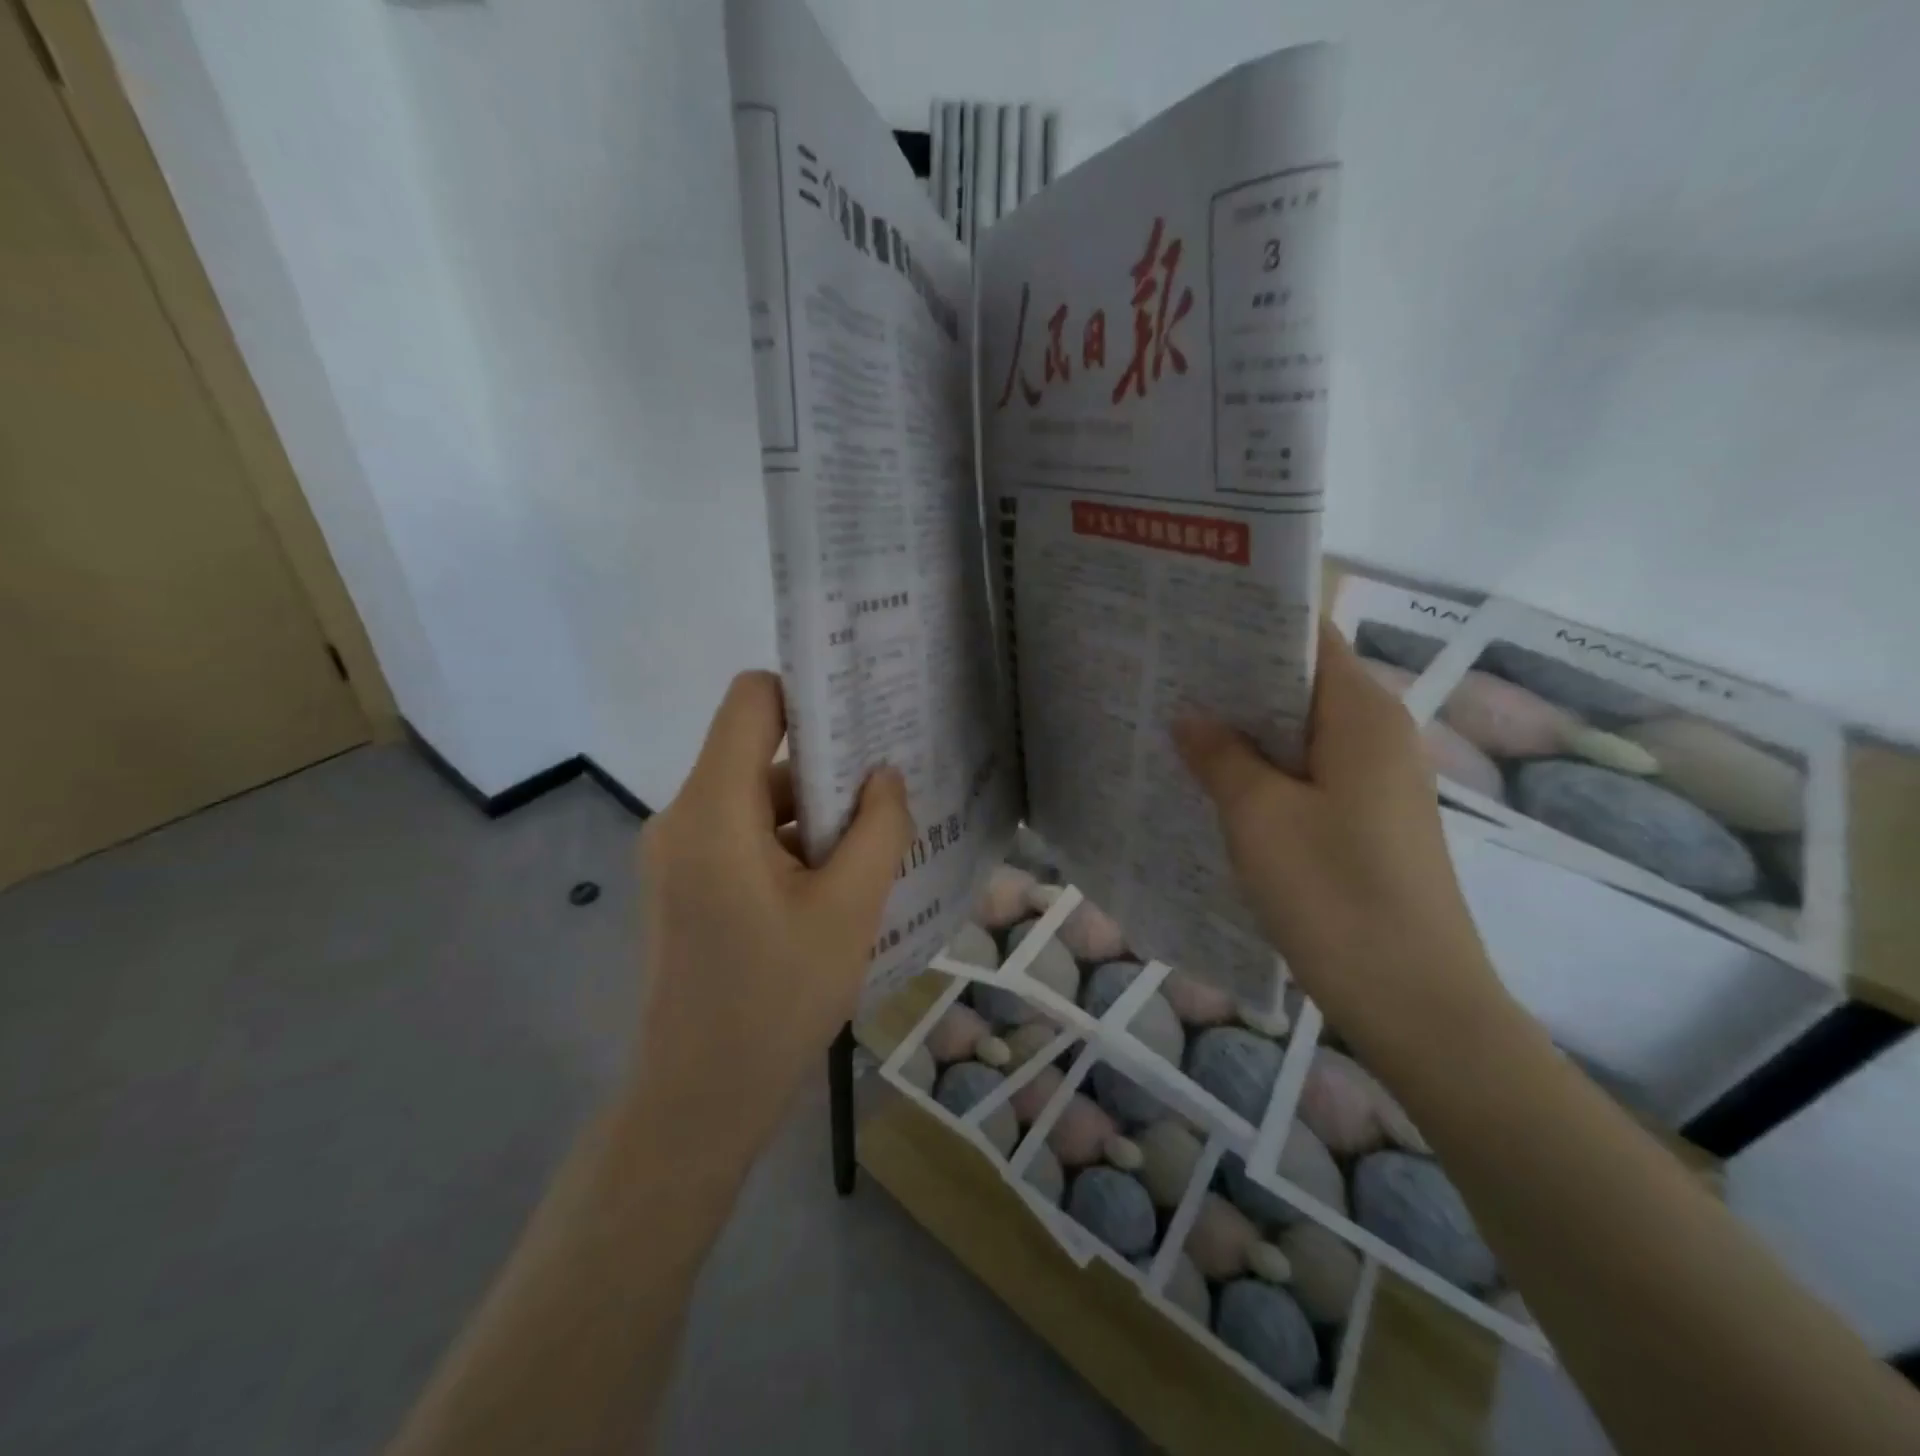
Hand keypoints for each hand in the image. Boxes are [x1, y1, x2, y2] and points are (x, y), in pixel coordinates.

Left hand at [622, 671, 911, 1174]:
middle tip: (890, 784)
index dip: (807, 694)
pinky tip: (835, 882)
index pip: (751, 701)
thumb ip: (878, 829)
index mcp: (713, 810)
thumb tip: (885, 776)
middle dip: (825, 763)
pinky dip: (788, 842)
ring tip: (874, 842)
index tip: (863, 718)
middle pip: (756, 750)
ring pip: (753, 797)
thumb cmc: (776, 1001)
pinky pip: (740, 834)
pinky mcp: (684, 884)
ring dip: (812, 812)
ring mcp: (677, 853)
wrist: (698, 1100)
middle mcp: (683, 816)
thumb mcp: (849, 910)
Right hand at [1172, 624, 1509, 1065]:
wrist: (1416, 1002)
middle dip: (1234, 679)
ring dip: (1243, 730)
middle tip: (1163, 673)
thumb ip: (1220, 755)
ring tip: (1173, 722)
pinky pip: (1306, 775)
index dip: (1248, 625)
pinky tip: (1211, 784)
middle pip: (1299, 685)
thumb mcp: (1259, 816)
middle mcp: (1377, 735)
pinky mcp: (1366, 822)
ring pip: (1299, 734)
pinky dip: (1261, 770)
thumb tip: (1190, 714)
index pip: (1306, 639)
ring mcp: (1375, 782)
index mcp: (1361, 714)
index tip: (1186, 624)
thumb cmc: (1335, 894)